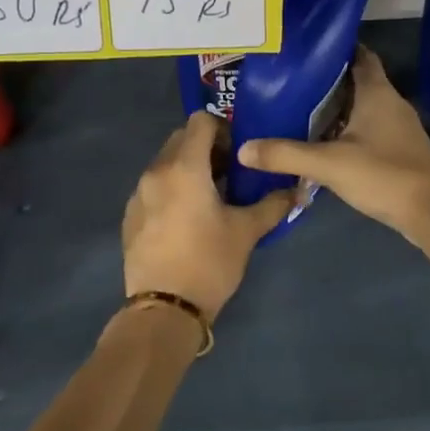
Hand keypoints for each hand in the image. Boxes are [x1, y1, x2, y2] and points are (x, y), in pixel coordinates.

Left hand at [122, 111, 295, 320]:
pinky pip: (153, 186)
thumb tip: (298, 190)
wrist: (164, 309)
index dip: (223, 128)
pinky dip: (171, 189)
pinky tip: (186, 219)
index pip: (200, 121)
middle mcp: (156, 171)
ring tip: (209, 198)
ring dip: (188, 168)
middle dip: (206, 148)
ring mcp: (138, 193)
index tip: (238, 153)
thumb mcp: (247, 232)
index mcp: (185, 167)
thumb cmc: (209, 262)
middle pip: (181, 138)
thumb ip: (273, 204)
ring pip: (165, 162)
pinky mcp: (130, 214)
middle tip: (228, 174)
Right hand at [235, 49, 429, 241]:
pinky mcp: (399, 150)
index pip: (359, 55)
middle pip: (357, 80)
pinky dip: (346, 130)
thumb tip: (243, 148)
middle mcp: (390, 102)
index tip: (306, 48)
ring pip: (362, 107)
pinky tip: (322, 143)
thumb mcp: (328, 164)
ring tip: (298, 109)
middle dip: (327, 80)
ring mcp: (398, 127)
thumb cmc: (384, 175)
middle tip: (290, 81)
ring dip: (335, 107)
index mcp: (377, 92)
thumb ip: (285, 154)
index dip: (335, 48)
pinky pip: (368, 129)